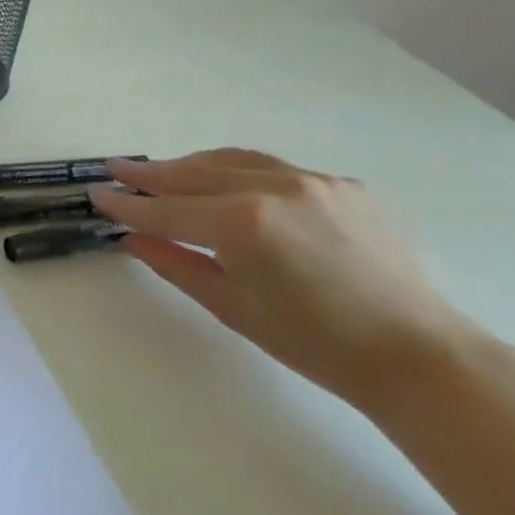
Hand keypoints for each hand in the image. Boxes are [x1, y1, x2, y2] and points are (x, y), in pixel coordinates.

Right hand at [92, 149, 483, 414]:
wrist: (416, 353)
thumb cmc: (313, 342)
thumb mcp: (231, 306)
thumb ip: (175, 263)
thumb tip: (132, 239)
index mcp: (243, 224)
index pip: (167, 210)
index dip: (128, 205)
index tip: (98, 195)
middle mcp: (275, 188)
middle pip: (196, 174)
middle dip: (152, 174)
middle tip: (118, 168)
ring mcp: (314, 181)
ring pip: (235, 162)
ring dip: (193, 166)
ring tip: (165, 171)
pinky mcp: (344, 185)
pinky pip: (277, 170)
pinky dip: (240, 173)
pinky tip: (230, 186)